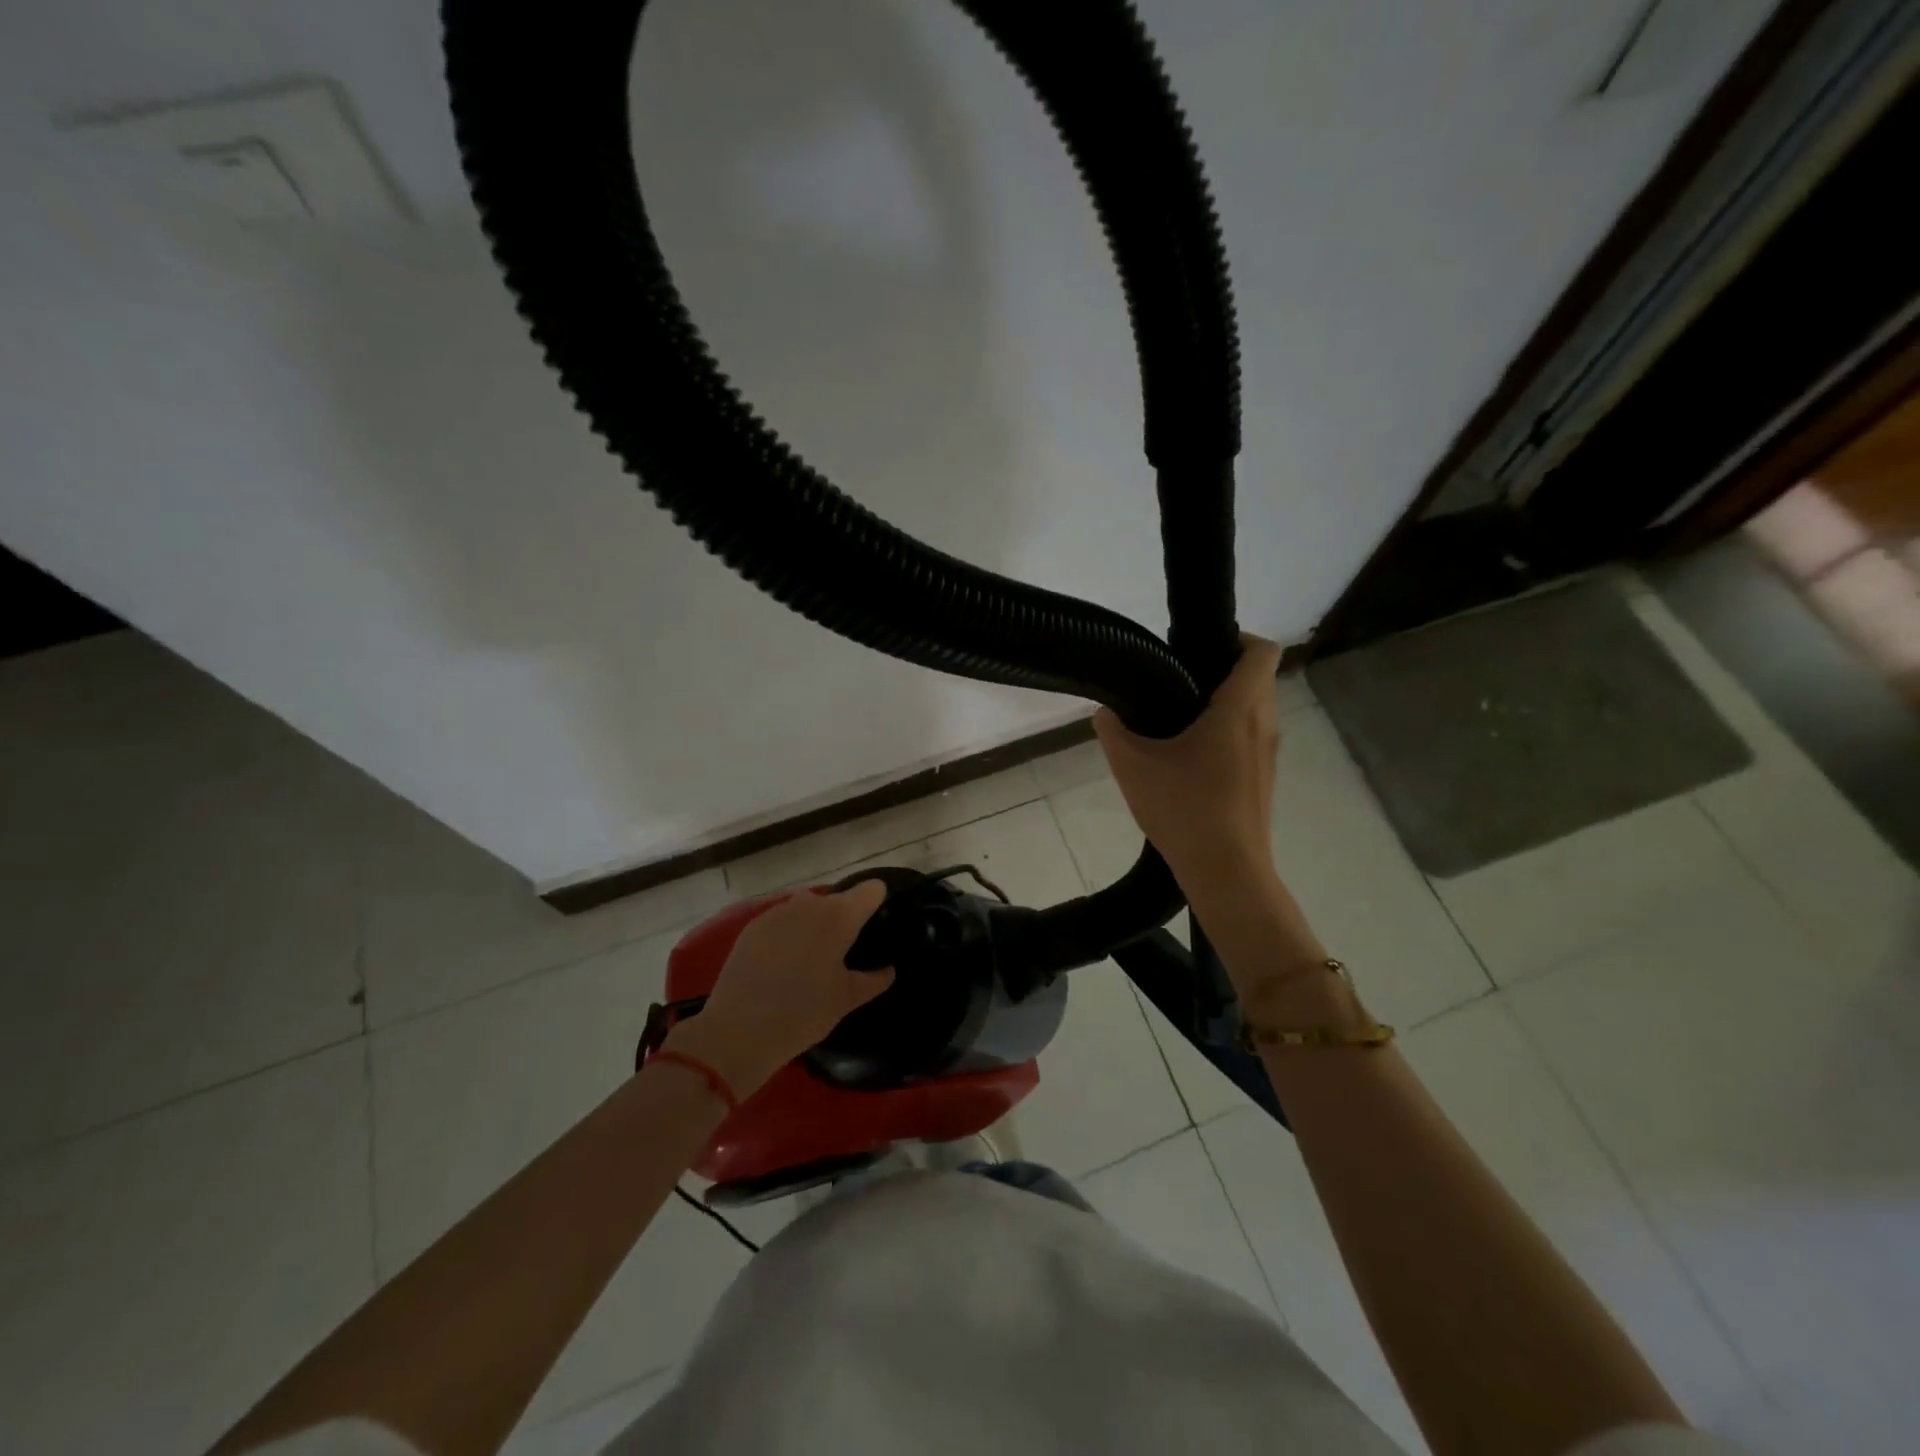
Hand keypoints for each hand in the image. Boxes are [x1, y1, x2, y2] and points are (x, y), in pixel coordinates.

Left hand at [663, 881, 894, 1096]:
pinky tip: (782, 964)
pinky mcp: (752, 926)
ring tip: (811, 958)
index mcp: (840, 916)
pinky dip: (787, 935)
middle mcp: (810, 904)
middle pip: (836, 899)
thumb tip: (888, 970)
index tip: (876, 924)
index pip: (871, 890)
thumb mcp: (846, 999)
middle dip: (842, 918)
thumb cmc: (804, 1012)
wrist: (739, 1030)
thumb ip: (873, 980)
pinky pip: (780, 922)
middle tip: (842, 952)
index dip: (877, 902)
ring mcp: (777, 912)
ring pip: (806, 909)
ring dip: (812, 924)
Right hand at [1093, 635, 1283, 912]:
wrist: (1225, 872)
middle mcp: (1263, 725)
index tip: (1199, 648)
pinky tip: (1190, 761)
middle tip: (1176, 682)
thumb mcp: (1132, 765)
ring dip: (1224, 705)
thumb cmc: (1183, 808)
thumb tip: (1107, 712)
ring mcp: (1268, 756)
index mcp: (1239, 709)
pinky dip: (1228, 735)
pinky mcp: (1264, 781)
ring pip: (1255, 711)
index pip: (1262, 651)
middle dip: (1222, 671)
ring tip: (1179, 721)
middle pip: (1257, 678)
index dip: (1237, 638)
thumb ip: (1113, 730)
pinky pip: (1250, 739)